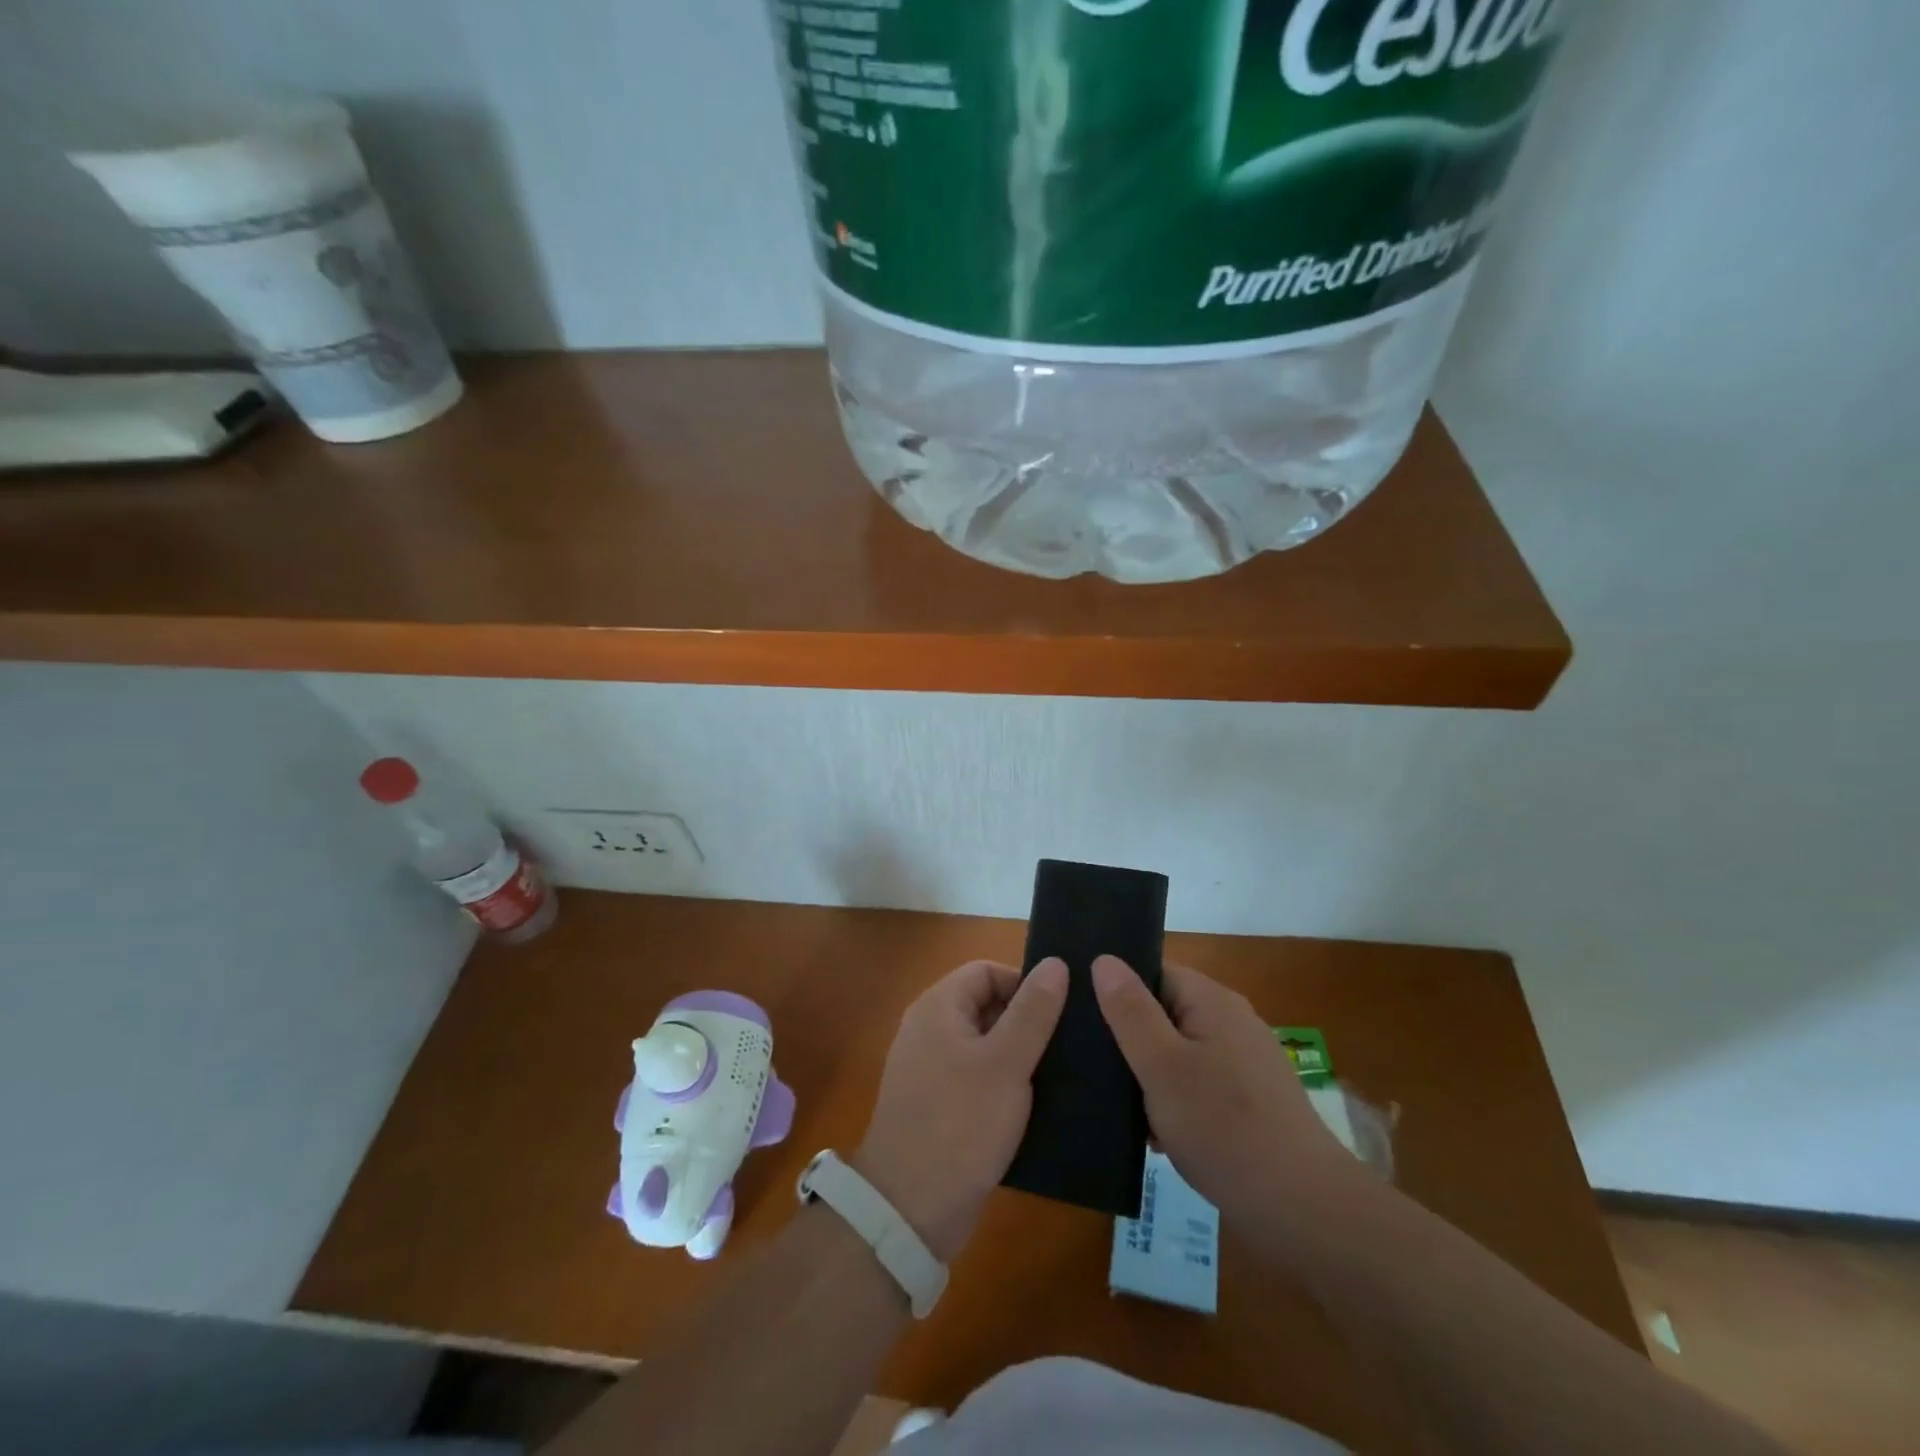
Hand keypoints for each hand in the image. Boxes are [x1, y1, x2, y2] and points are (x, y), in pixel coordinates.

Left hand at [856, 958, 1067, 1260]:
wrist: (910, 1209)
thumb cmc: (961, 1123)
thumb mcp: (1007, 1063)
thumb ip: (1033, 1011)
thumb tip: (1056, 962)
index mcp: (938, 1007)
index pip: (986, 971)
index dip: (1024, 983)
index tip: (1059, 1013)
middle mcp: (929, 1029)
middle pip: (986, 1005)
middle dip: (1026, 1021)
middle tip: (1067, 1045)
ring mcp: (930, 1069)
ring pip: (985, 1045)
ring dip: (1020, 1055)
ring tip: (1062, 1072)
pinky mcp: (938, 1105)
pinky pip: (978, 1077)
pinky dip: (1005, 1084)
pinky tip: (1037, 1105)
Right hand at [1092, 957, 1359, 1225]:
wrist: (1302, 1209)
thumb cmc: (1222, 1127)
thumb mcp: (1161, 1065)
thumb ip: (1130, 1011)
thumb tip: (1104, 958)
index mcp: (1212, 1001)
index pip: (1152, 973)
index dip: (1117, 990)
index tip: (1082, 1016)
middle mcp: (1232, 1022)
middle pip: (1165, 1012)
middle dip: (1129, 1038)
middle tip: (1091, 1065)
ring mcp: (1245, 1063)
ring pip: (1178, 1053)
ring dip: (1149, 1075)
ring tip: (1114, 1104)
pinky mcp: (1251, 1101)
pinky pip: (1198, 1085)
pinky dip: (1174, 1102)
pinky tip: (1152, 1135)